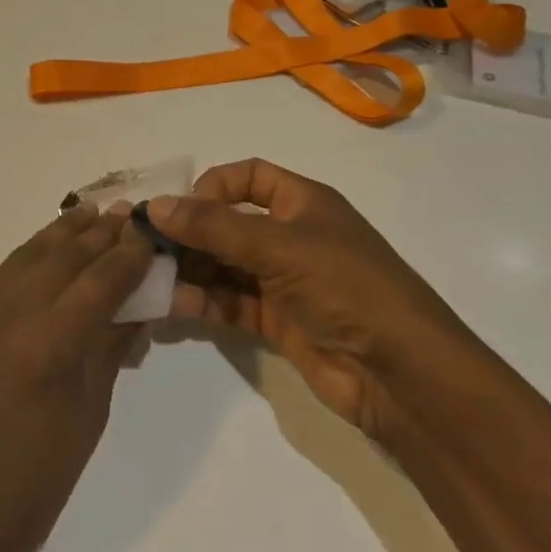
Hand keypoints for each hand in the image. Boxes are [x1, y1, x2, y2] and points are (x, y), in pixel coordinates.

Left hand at [0, 204, 153, 551]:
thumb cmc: (37, 482)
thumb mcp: (89, 415)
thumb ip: (111, 348)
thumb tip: (139, 304)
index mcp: (48, 347)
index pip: (99, 283)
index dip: (129, 255)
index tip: (149, 233)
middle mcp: (7, 316)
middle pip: (62, 258)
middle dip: (98, 234)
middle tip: (125, 215)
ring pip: (26, 257)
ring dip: (61, 235)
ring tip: (89, 214)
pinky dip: (27, 258)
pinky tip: (45, 250)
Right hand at [150, 159, 470, 439]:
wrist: (403, 375)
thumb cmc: (346, 287)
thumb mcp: (278, 246)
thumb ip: (213, 226)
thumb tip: (155, 205)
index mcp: (303, 203)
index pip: (248, 176)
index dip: (212, 186)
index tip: (181, 209)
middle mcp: (291, 236)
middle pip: (229, 223)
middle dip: (190, 233)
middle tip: (147, 247)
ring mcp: (284, 281)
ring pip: (225, 266)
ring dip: (190, 270)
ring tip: (152, 279)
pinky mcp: (278, 322)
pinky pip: (230, 303)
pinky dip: (202, 302)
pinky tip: (172, 306)